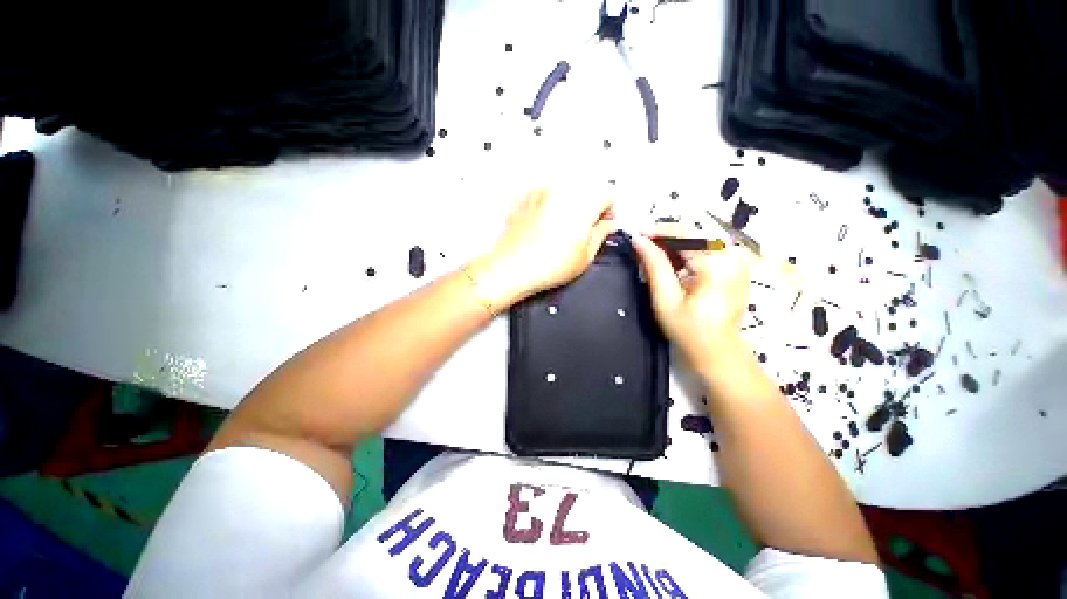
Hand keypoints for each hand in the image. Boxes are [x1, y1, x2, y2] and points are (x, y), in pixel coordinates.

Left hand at [468, 188, 614, 306]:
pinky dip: (551, 207)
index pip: (608, 195)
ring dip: (569, 207)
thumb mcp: (587, 255)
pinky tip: (545, 229)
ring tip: (561, 233)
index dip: (608, 212)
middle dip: (589, 209)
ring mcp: (542, 192)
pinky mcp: (527, 198)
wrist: (513, 267)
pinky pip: (547, 197)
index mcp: (583, 201)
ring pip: (566, 193)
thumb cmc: (547, 264)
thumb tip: (606, 224)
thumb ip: (602, 233)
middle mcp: (563, 190)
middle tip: (582, 231)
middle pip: (586, 191)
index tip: (602, 225)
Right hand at [630, 225, 754, 374]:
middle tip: (641, 246)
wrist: (717, 352)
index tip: (636, 233)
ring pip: (698, 239)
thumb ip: (654, 265)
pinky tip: (670, 262)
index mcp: (716, 264)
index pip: (684, 233)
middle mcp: (731, 256)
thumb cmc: (688, 330)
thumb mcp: (665, 299)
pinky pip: (706, 249)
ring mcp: (736, 260)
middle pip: (692, 233)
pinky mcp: (735, 266)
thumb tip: (639, 240)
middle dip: (664, 237)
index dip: (658, 230)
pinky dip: (685, 252)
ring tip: (652, 255)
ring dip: (673, 245)